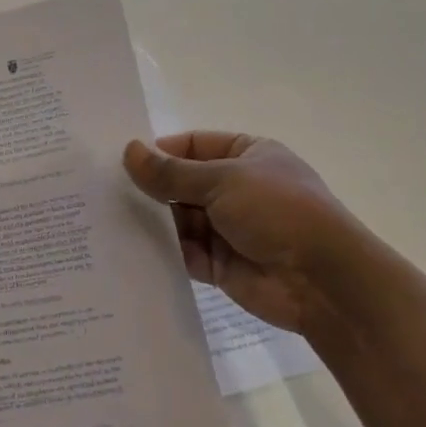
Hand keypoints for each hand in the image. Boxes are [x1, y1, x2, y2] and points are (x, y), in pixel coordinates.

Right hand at [123, 132, 351, 335]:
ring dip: (152, 220)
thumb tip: (129, 151)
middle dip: (150, 188)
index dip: (159, 152)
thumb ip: (172, 172)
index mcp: (247, 155)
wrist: (322, 281)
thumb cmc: (278, 211)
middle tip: (103, 192)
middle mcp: (236, 188)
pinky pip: (182, 252)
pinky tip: (128, 249)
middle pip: (181, 183)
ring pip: (178, 219)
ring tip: (107, 220)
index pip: (193, 146)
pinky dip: (162, 251)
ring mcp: (228, 228)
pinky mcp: (219, 264)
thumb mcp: (222, 180)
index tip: (119, 161)